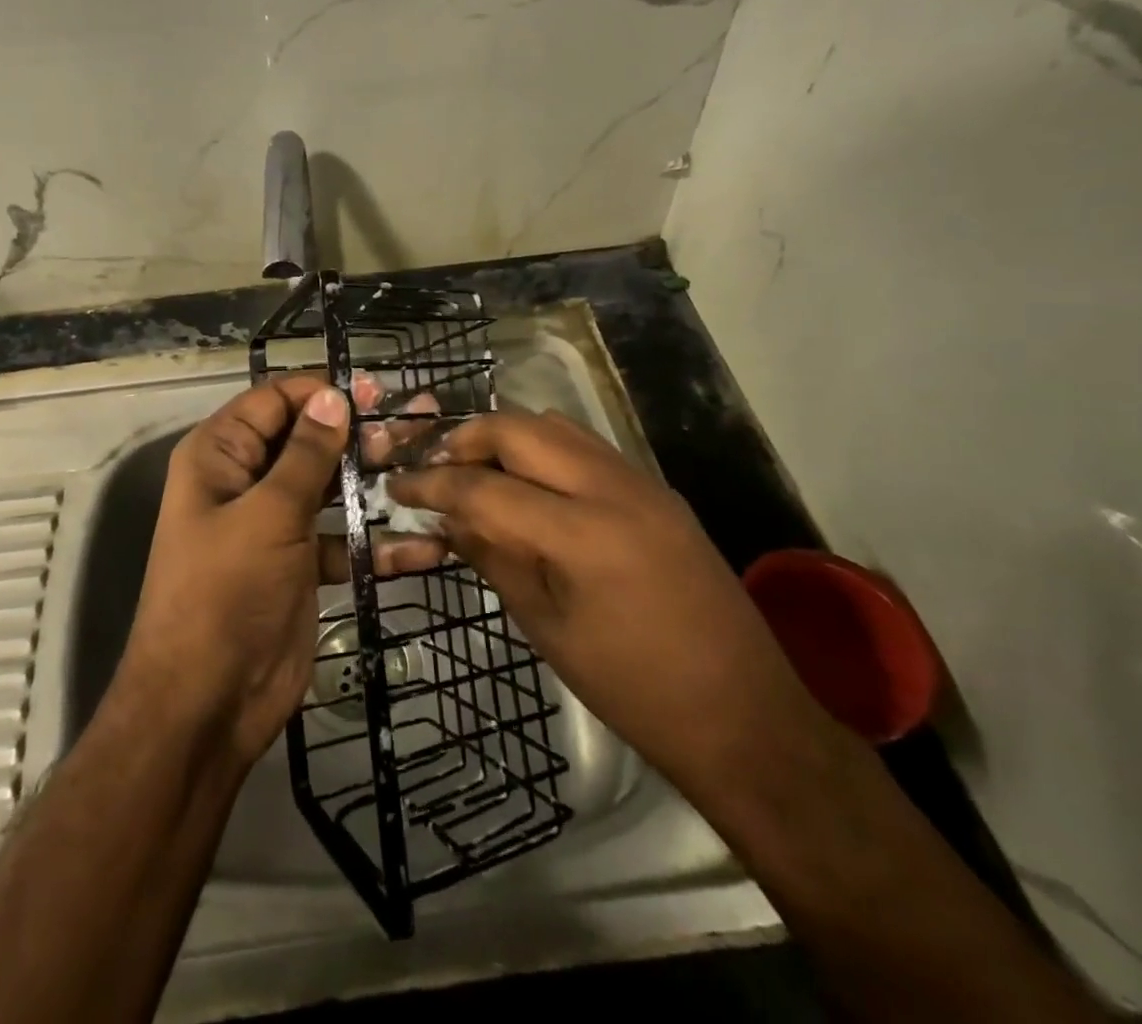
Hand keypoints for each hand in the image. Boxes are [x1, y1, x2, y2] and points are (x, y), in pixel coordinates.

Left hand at [114, 378, 448, 765]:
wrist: (208, 703)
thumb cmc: (225, 593)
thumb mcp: (267, 514)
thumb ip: (305, 454)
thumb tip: (334, 396)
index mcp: (220, 456)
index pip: (274, 401)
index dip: (321, 392)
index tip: (375, 392)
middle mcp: (246, 481)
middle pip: (308, 441)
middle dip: (359, 434)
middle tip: (416, 425)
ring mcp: (275, 524)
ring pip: (330, 487)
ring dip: (375, 482)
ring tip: (429, 467)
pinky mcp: (301, 565)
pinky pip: (343, 540)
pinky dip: (378, 543)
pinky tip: (427, 545)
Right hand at [389, 409, 831, 799]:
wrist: (744, 714)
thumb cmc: (634, 689)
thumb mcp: (548, 629)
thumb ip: (495, 558)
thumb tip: (449, 519)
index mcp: (581, 534)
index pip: (484, 487)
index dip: (432, 484)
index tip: (397, 486)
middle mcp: (612, 488)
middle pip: (520, 428)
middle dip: (468, 439)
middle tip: (437, 469)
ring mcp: (642, 482)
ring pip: (556, 426)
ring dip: (508, 439)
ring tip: (479, 473)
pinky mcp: (658, 490)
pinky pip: (587, 447)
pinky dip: (546, 451)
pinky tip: (531, 487)